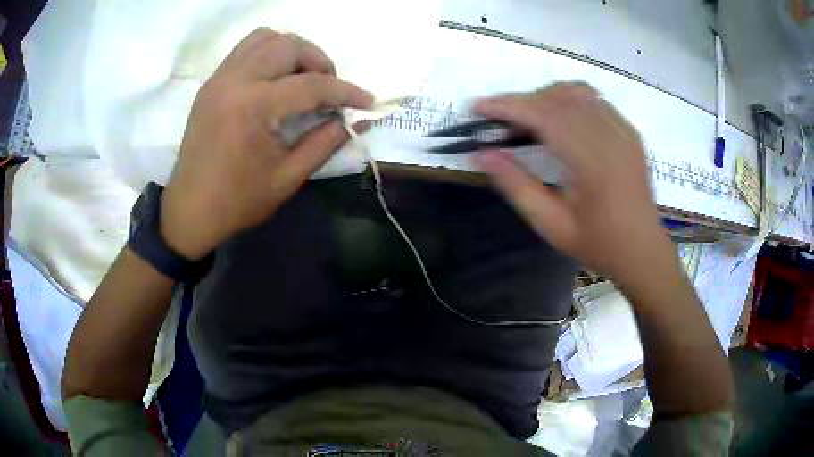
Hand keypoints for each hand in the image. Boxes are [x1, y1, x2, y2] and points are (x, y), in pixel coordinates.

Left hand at [160, 28, 373, 259]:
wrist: (189, 210)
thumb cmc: (237, 201)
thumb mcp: (287, 178)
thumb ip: (325, 143)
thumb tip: (357, 120)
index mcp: (253, 107)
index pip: (312, 85)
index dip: (346, 91)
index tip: (367, 100)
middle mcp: (235, 81)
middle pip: (289, 46)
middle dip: (319, 61)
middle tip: (329, 87)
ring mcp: (220, 78)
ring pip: (265, 38)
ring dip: (292, 50)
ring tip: (302, 76)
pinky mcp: (212, 83)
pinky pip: (245, 49)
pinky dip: (268, 52)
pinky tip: (276, 77)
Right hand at [474, 82, 671, 283]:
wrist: (643, 250)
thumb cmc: (598, 244)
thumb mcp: (552, 225)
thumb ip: (517, 187)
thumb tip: (482, 155)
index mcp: (593, 164)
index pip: (544, 117)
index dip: (508, 107)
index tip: (478, 106)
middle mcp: (611, 138)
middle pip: (559, 98)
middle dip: (522, 101)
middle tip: (498, 119)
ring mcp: (624, 131)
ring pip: (578, 92)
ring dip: (546, 96)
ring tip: (528, 117)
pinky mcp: (630, 131)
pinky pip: (596, 100)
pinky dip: (570, 100)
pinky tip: (561, 119)